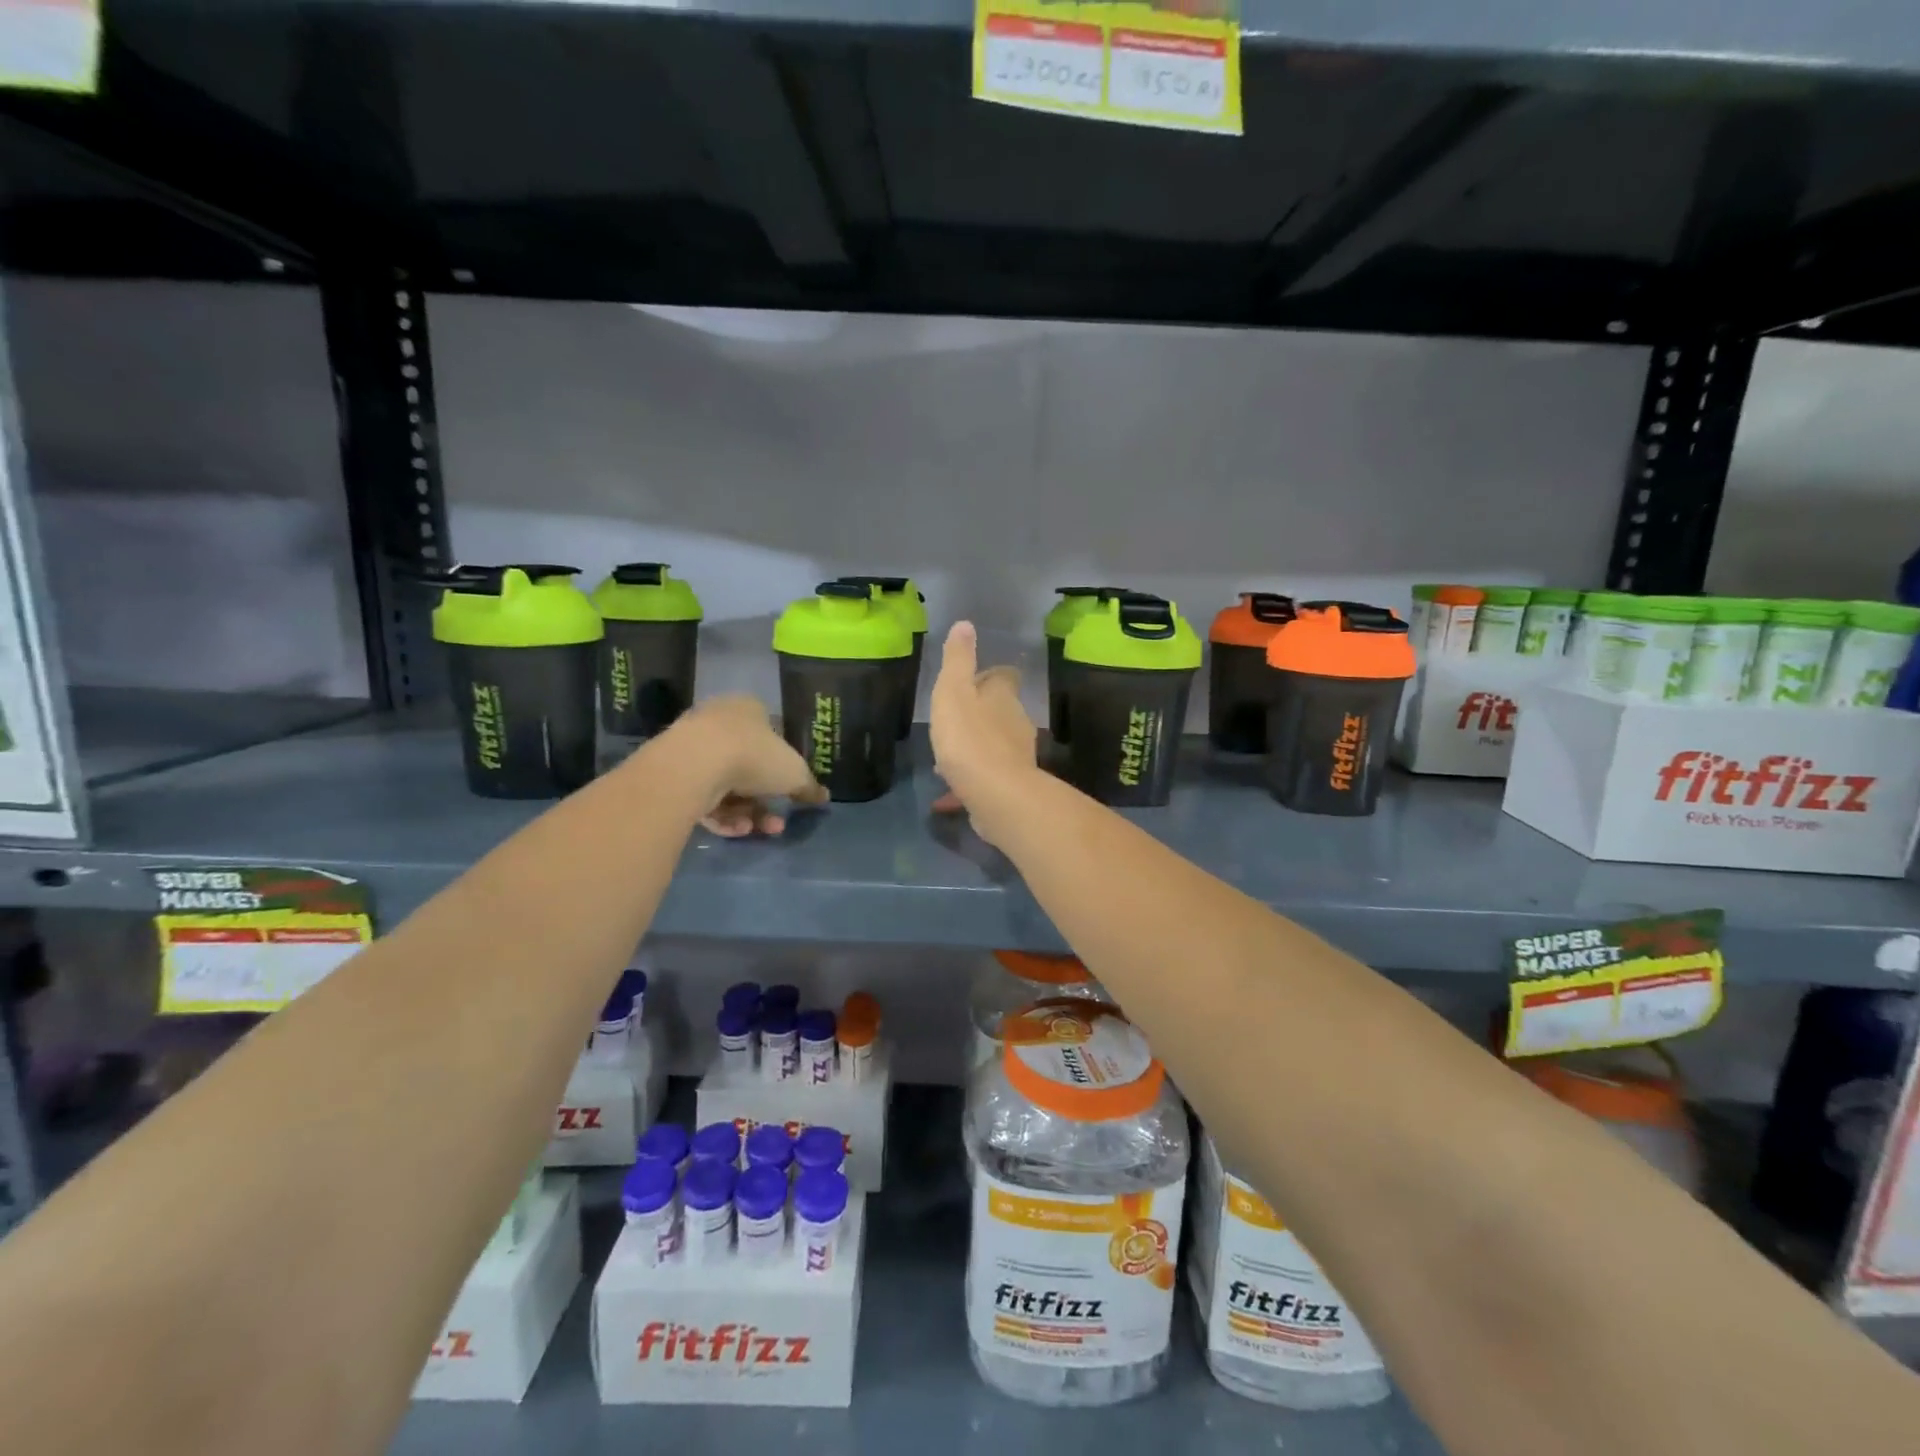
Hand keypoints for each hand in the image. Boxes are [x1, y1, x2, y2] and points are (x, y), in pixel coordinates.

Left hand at [660, 696, 826, 837]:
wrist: (695, 765)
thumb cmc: (754, 755)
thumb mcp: (794, 773)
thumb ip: (809, 786)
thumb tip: (824, 797)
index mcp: (749, 710)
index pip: (771, 736)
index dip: (783, 766)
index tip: (791, 792)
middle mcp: (720, 724)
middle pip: (749, 768)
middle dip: (765, 801)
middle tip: (777, 822)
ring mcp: (694, 749)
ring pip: (728, 787)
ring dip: (747, 813)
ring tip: (757, 830)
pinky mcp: (674, 776)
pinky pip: (705, 799)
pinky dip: (723, 816)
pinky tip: (736, 829)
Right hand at [929, 621, 1039, 845]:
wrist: (996, 794)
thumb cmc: (968, 737)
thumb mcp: (953, 691)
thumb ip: (958, 659)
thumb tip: (966, 624)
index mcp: (1003, 696)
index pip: (1004, 676)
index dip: (988, 676)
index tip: (969, 683)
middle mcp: (1017, 721)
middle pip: (1001, 711)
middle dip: (979, 715)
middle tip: (952, 722)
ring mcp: (1018, 755)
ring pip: (994, 745)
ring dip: (974, 748)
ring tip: (945, 760)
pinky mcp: (1012, 786)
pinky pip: (988, 778)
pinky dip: (969, 783)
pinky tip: (946, 798)